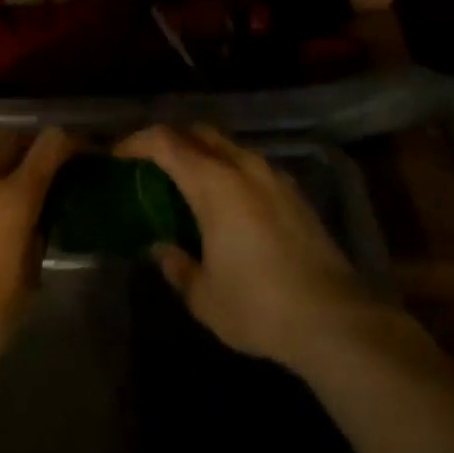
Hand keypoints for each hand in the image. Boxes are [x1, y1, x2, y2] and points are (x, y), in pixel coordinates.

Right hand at [115, 124, 376, 371]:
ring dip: (204, 156)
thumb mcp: (203, 295)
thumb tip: (163, 249)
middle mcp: (244, 167)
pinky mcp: (295, 194)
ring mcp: (274, 177)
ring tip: (188, 187)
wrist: (335, 320)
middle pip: (199, 133)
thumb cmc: (258, 305)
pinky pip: (252, 167)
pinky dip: (230, 172)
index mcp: (214, 183)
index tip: (118, 156)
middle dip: (171, 141)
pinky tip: (228, 207)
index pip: (165, 141)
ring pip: (230, 147)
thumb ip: (177, 265)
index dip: (136, 142)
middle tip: (151, 167)